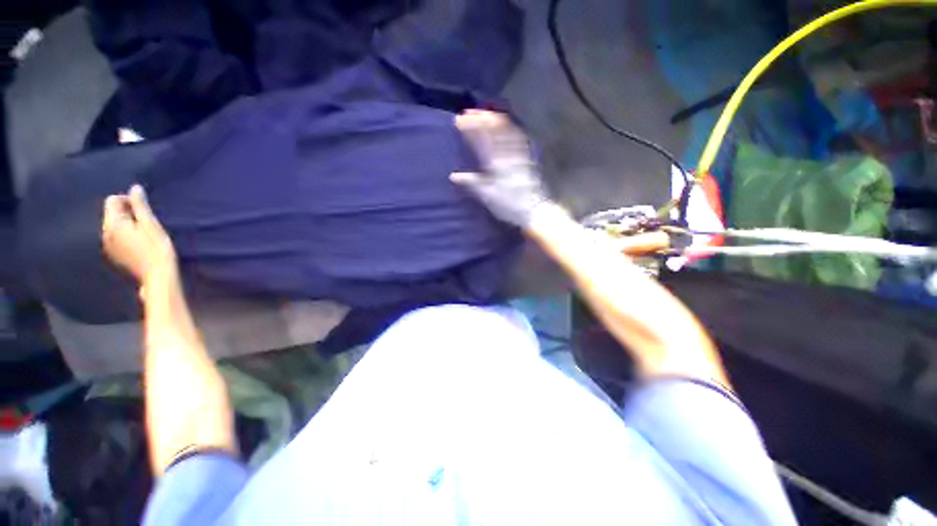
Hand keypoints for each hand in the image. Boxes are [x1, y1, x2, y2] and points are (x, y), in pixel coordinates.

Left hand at [102, 185, 177, 284]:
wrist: (158, 276)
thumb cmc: (157, 248)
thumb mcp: (151, 225)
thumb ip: (140, 206)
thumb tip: (135, 188)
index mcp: (113, 224)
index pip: (112, 201)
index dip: (128, 199)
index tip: (144, 208)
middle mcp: (105, 233)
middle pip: (111, 213)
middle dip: (126, 212)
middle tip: (147, 220)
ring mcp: (108, 245)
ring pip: (113, 225)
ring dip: (126, 223)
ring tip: (145, 232)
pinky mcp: (114, 254)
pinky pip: (115, 237)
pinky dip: (125, 235)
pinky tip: (139, 243)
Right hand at [451, 110, 549, 227]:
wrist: (532, 209)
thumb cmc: (508, 204)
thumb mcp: (487, 196)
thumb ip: (471, 183)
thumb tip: (453, 176)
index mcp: (495, 164)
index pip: (480, 141)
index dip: (470, 129)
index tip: (459, 120)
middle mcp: (506, 155)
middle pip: (493, 132)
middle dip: (480, 119)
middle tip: (468, 112)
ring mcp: (517, 155)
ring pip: (506, 132)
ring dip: (495, 120)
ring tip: (485, 113)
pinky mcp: (526, 158)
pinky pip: (518, 138)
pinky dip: (510, 128)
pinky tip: (507, 123)